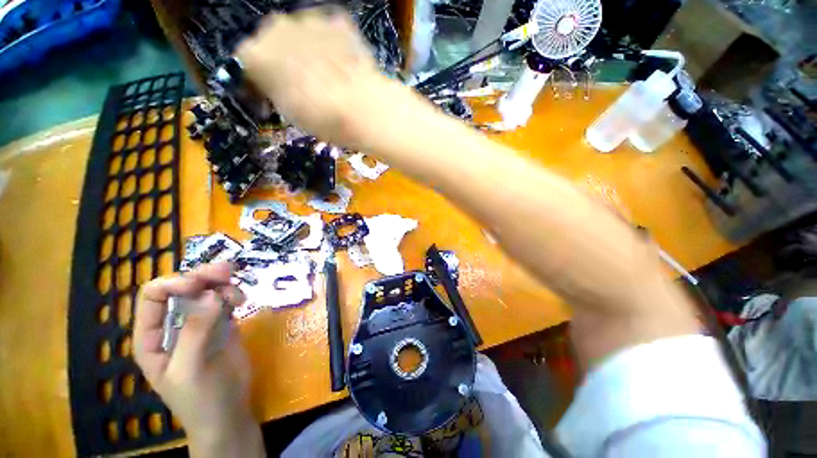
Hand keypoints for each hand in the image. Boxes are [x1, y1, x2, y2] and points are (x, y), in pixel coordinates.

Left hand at [134, 262, 263, 456]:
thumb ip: (195, 332)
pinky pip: (225, 301)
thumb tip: (210, 294)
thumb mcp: (190, 369)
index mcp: (152, 336)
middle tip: (227, 270)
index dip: (175, 283)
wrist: (228, 414)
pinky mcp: (222, 326)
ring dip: (222, 285)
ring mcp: (200, 324)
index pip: (154, 296)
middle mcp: (174, 325)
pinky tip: (242, 301)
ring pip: (207, 292)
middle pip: (184, 288)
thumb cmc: (200, 399)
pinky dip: (234, 295)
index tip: (201, 284)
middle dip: (203, 277)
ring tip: (238, 294)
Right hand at [235, 9, 413, 148]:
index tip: (272, 89)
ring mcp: (308, 19)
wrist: (359, 107)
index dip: (261, 76)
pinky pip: (329, 31)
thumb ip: (275, 90)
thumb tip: (278, 84)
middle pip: (274, 40)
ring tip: (328, 73)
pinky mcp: (337, 20)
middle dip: (283, 57)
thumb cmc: (320, 118)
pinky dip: (333, 44)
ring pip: (301, 32)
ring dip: (308, 47)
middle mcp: (275, 27)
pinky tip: (344, 63)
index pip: (249, 61)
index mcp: (255, 54)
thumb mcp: (288, 112)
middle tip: (302, 80)